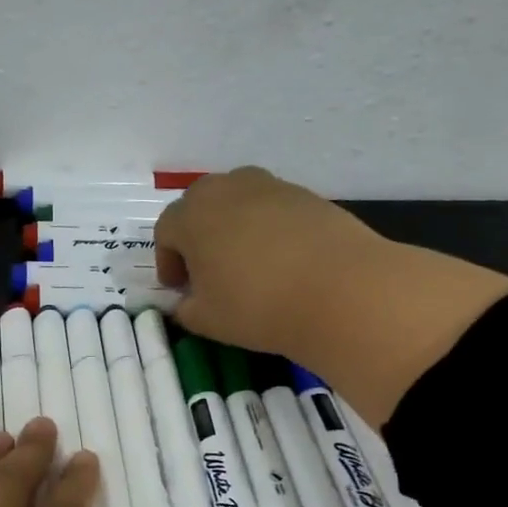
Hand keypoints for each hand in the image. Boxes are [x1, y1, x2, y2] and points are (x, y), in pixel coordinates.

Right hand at [155, 166, 507, 423]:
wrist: (341, 291)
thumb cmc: (256, 305)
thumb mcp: (206, 320)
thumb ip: (185, 308)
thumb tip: (187, 301)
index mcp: (191, 215)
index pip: (166, 232)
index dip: (168, 262)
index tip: (180, 289)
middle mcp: (226, 189)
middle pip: (200, 206)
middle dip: (197, 236)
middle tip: (208, 272)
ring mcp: (270, 187)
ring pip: (238, 202)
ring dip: (233, 228)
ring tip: (246, 264)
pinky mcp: (307, 195)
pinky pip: (273, 209)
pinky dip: (268, 229)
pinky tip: (282, 262)